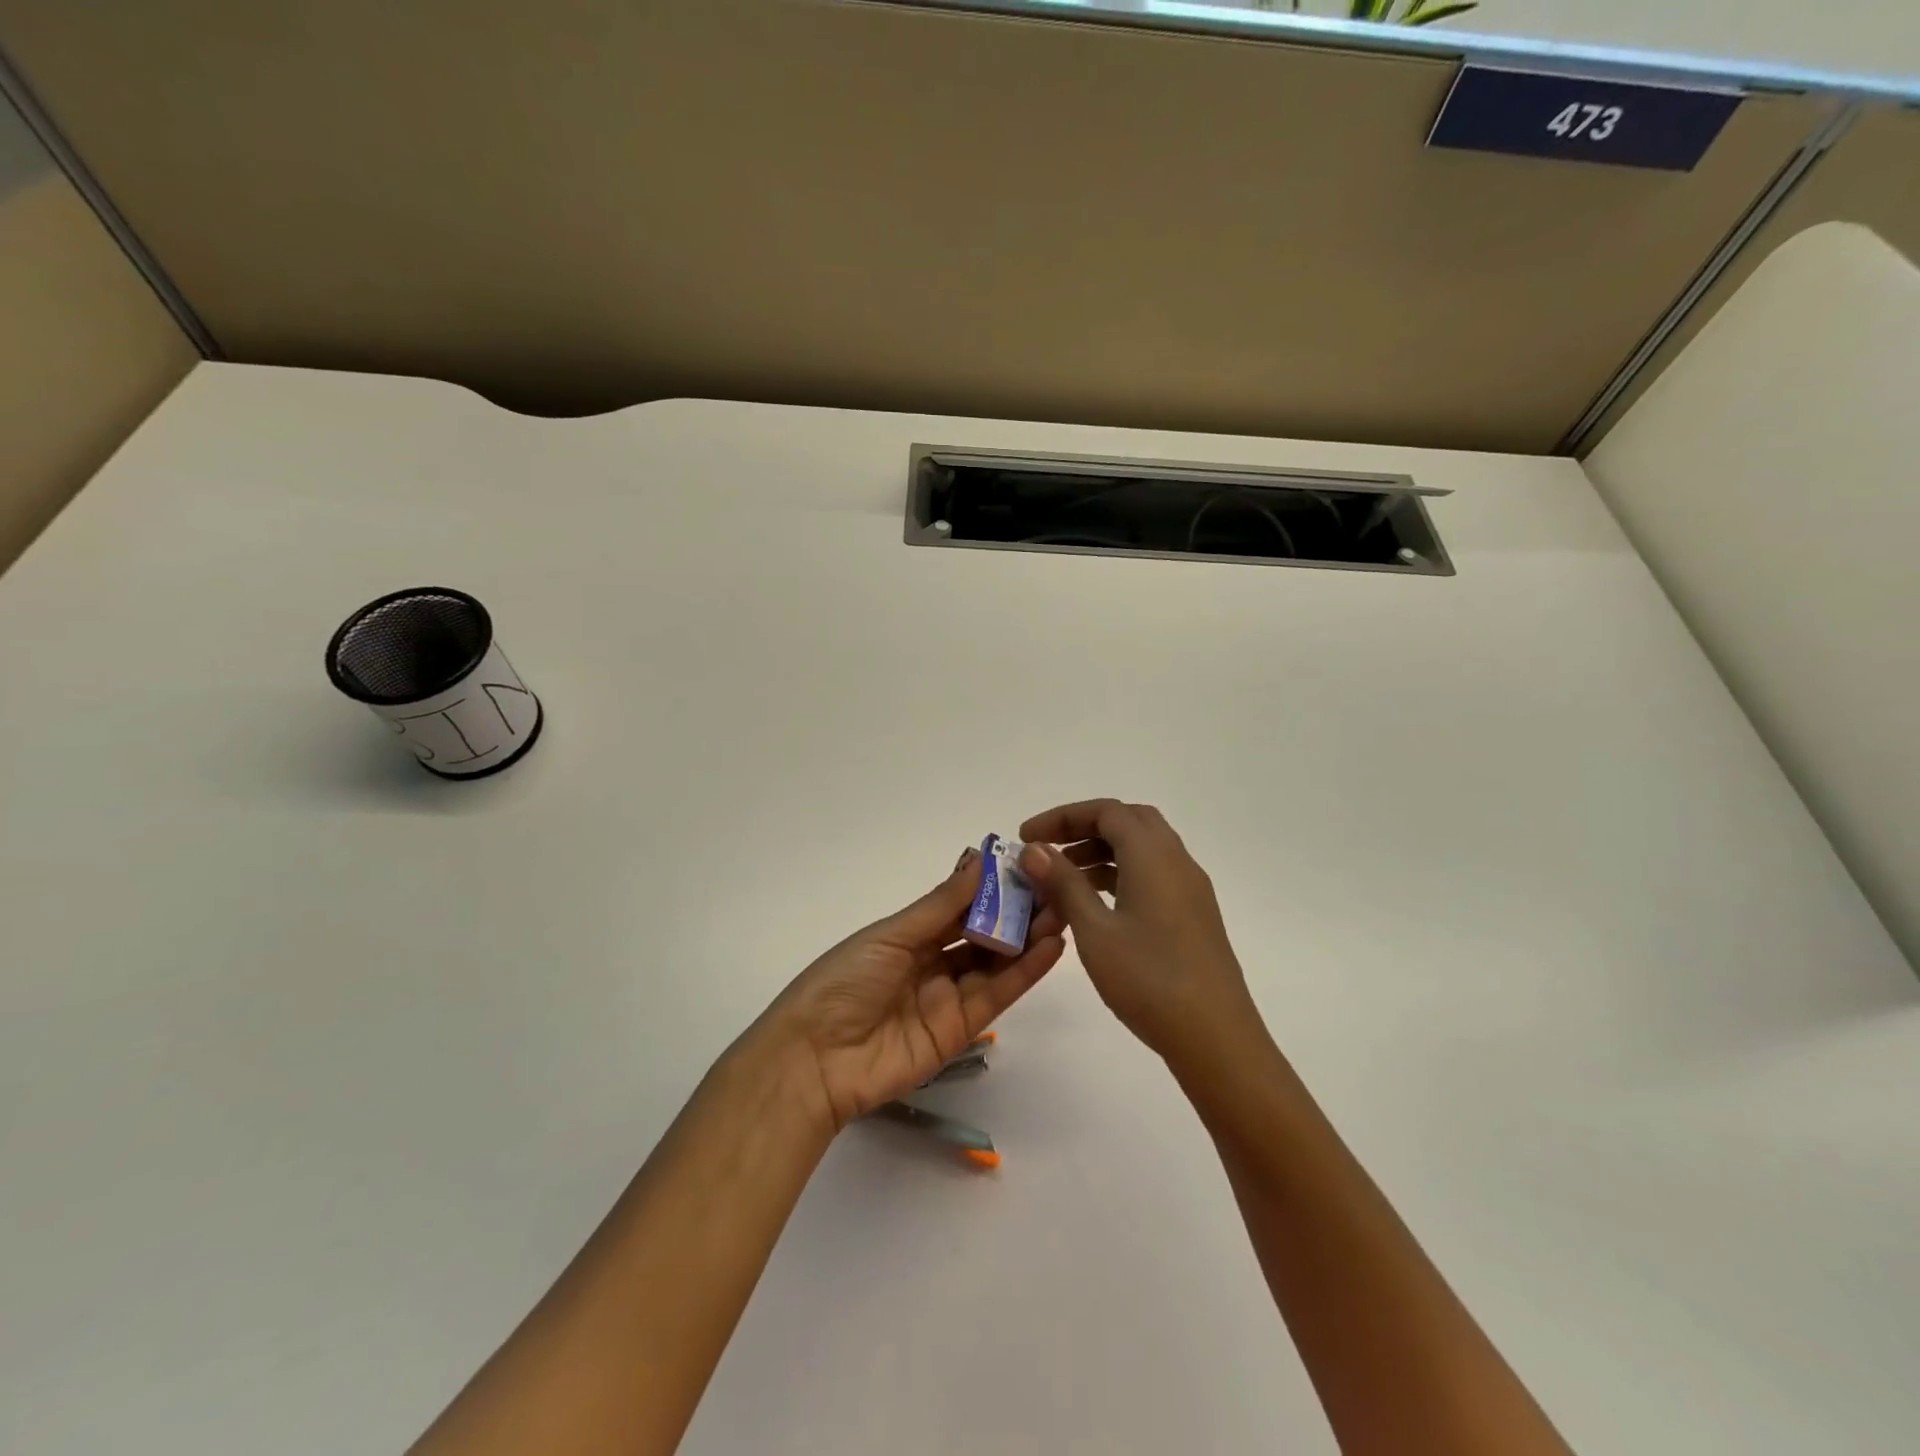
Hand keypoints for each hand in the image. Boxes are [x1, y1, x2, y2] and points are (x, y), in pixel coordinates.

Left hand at [750, 848, 1065, 1130]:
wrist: (816, 1060)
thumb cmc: (844, 982)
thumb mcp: (891, 935)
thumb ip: (940, 905)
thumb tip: (979, 861)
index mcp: (908, 936)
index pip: (958, 906)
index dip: (989, 888)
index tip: (1024, 865)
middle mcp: (931, 963)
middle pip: (981, 934)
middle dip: (1016, 913)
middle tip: (1055, 888)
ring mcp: (948, 997)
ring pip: (996, 962)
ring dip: (1028, 938)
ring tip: (1063, 910)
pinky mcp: (961, 1030)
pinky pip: (997, 995)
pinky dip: (1025, 971)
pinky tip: (1050, 947)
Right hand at [1019, 800, 1259, 1064]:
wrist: (1216, 1038)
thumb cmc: (1149, 979)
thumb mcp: (1095, 931)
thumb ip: (1064, 884)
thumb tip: (1034, 849)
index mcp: (1153, 855)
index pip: (1105, 811)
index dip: (1062, 817)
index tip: (1026, 838)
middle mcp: (1176, 861)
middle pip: (1128, 822)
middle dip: (1084, 829)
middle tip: (1048, 851)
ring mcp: (1190, 889)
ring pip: (1142, 850)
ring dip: (1101, 853)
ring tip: (1062, 882)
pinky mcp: (1193, 915)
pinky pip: (1152, 875)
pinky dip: (1121, 876)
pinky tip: (1097, 908)